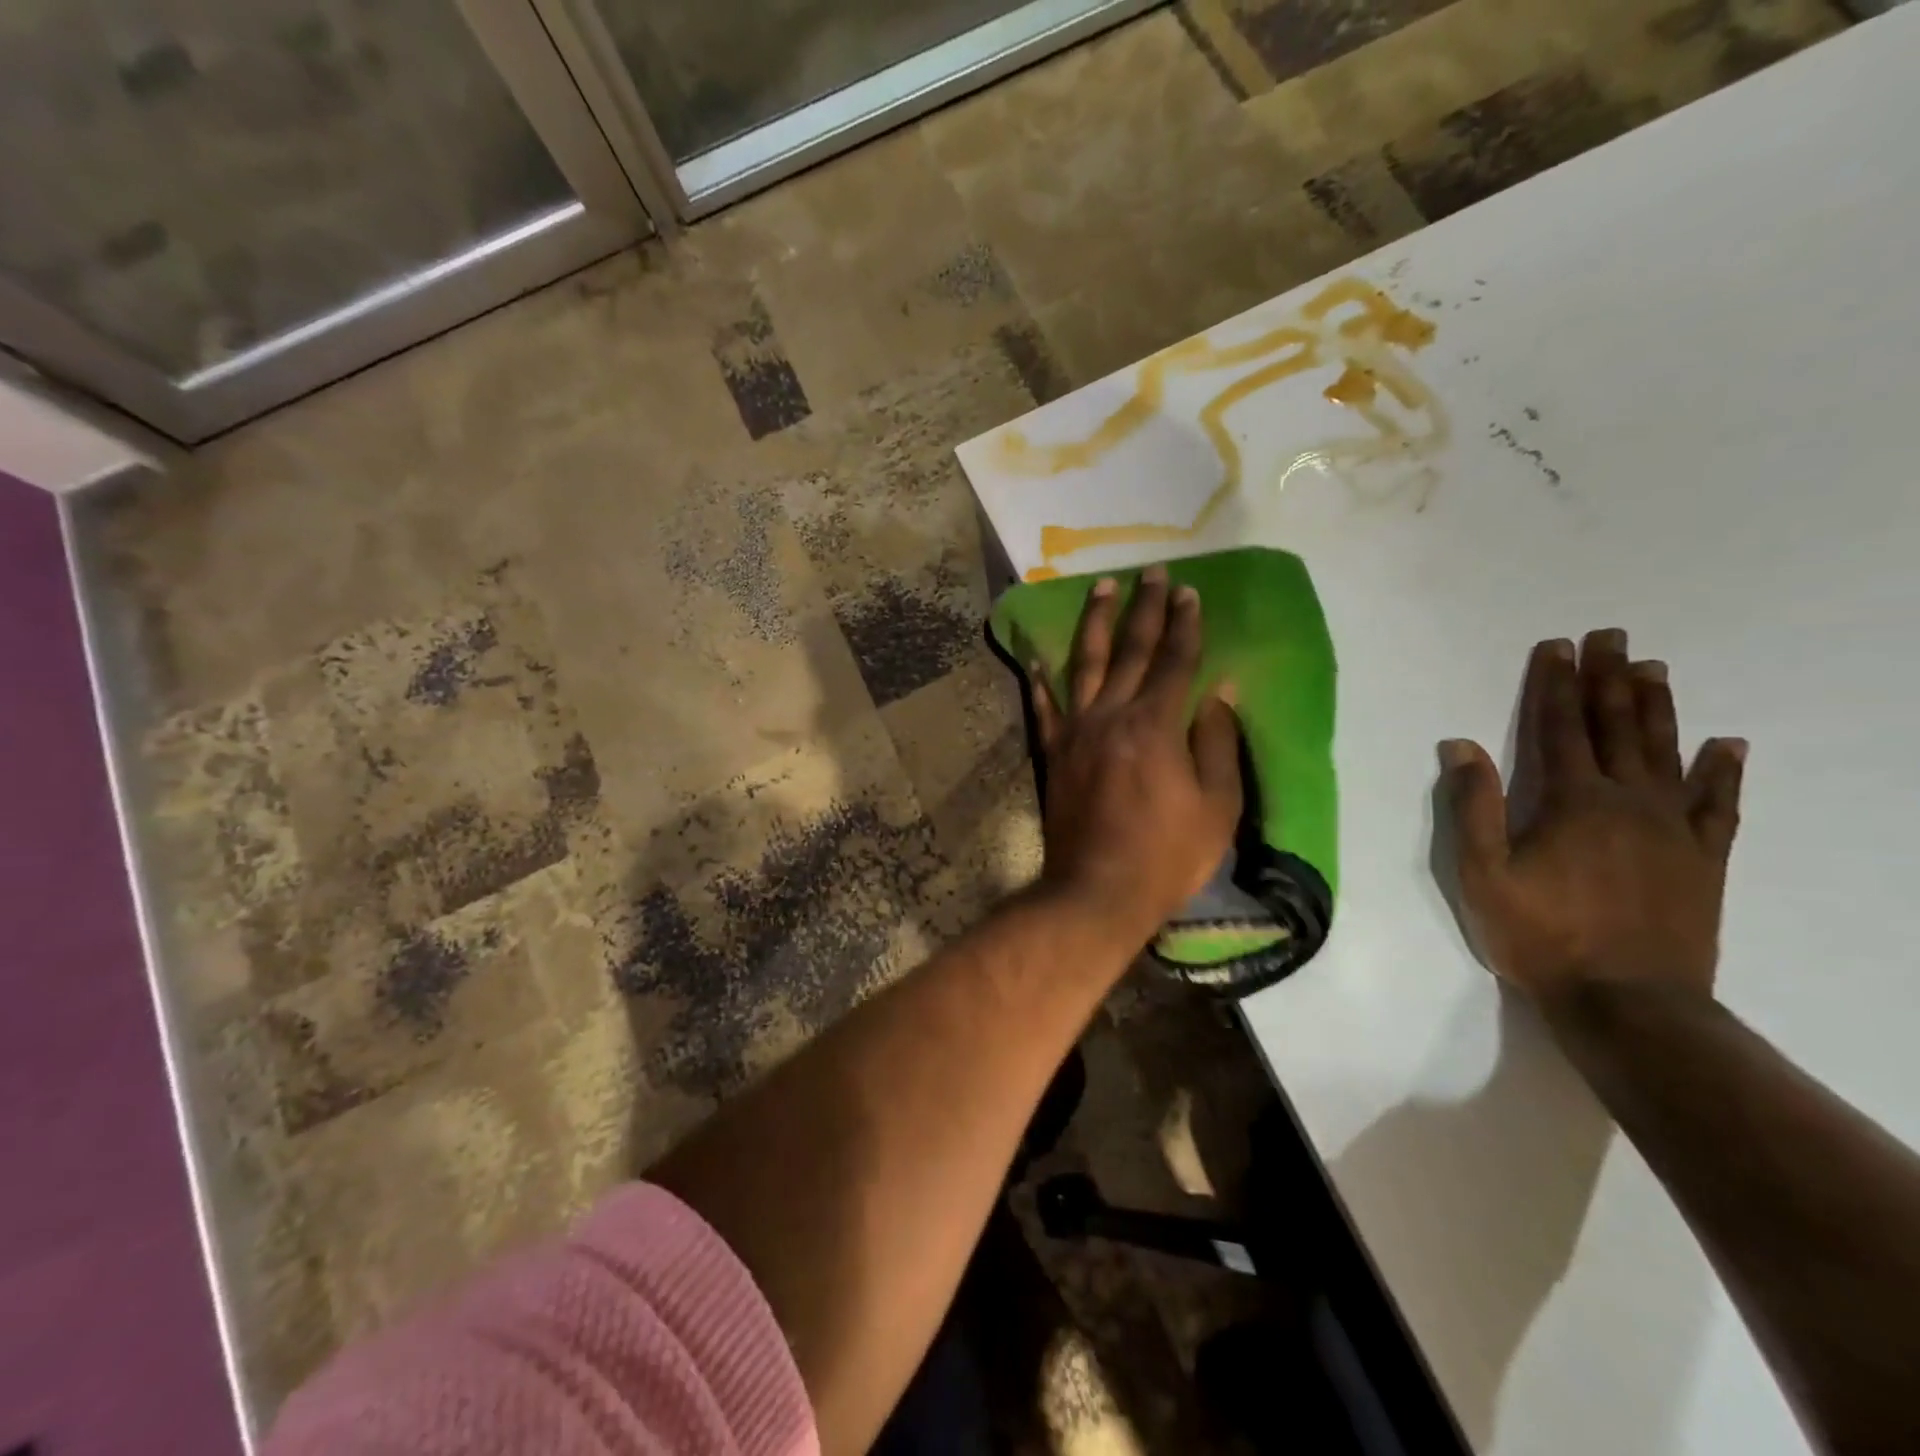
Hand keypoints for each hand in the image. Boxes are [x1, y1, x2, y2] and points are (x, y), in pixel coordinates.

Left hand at [1029, 565, 1241, 943]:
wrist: (1097, 891)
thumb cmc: (1167, 856)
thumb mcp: (1216, 807)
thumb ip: (1217, 743)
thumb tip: (1219, 692)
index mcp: (1156, 726)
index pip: (1175, 662)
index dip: (1185, 625)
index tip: (1188, 591)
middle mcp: (1111, 716)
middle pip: (1131, 651)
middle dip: (1144, 608)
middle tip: (1150, 572)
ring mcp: (1076, 733)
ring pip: (1084, 665)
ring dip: (1094, 624)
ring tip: (1099, 588)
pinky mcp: (1053, 754)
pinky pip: (1045, 708)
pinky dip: (1040, 681)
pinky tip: (1035, 657)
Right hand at [1440, 630, 1746, 1009]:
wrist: (1628, 1002)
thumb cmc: (1540, 935)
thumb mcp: (1482, 874)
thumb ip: (1474, 807)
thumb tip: (1460, 745)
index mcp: (1571, 802)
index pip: (1560, 728)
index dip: (1555, 685)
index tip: (1556, 647)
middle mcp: (1628, 802)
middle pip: (1616, 728)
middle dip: (1609, 679)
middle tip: (1611, 637)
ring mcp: (1673, 829)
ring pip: (1667, 753)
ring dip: (1658, 708)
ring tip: (1654, 669)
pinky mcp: (1704, 859)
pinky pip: (1720, 804)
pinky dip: (1723, 771)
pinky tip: (1727, 745)